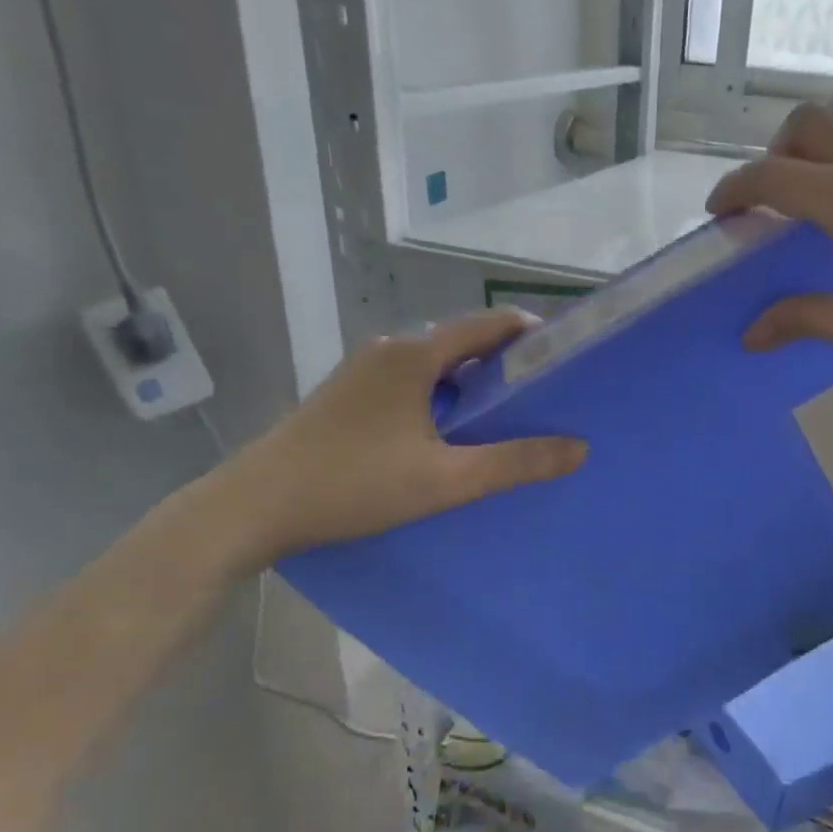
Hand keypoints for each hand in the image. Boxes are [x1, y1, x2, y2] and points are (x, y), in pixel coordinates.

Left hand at [206, 310, 585, 567]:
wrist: (254, 507)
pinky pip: (409, 382)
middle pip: (462, 342)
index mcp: (414, 355)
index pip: (488, 324)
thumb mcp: (444, 480)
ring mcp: (362, 371)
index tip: (564, 360)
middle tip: (542, 397)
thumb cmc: (353, 484)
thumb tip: (578, 448)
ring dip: (470, 382)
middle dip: (505, 363)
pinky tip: (446, 435)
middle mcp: (388, 350)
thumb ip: (514, 462)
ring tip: (503, 418)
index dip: (531, 335)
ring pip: (434, 365)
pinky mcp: (346, 395)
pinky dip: (440, 396)